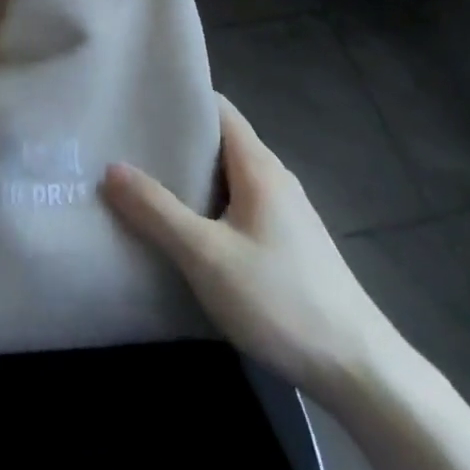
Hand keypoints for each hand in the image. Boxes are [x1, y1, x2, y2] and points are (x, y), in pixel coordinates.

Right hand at [102, 94, 396, 391]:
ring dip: (193, 178)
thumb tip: (111, 168)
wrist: (358, 369)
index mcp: (258, 164)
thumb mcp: (207, 256)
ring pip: (230, 177)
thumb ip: (157, 211)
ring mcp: (286, 212)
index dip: (180, 100)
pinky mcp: (290, 244)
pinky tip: (189, 232)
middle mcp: (274, 176)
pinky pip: (241, 206)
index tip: (139, 102)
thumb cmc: (280, 299)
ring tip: (147, 185)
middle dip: (178, 142)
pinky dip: (211, 206)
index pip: (217, 107)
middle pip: (221, 142)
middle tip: (130, 146)